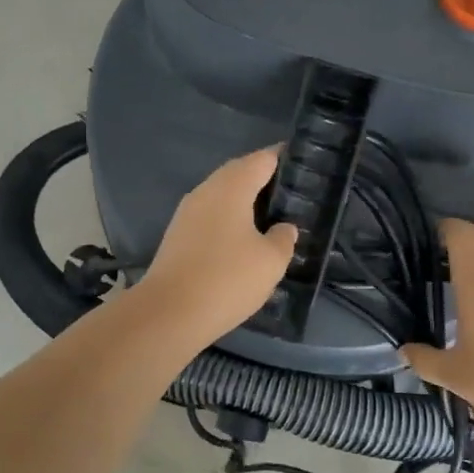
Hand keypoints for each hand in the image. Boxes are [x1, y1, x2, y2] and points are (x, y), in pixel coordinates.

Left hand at [132, 148, 298, 349]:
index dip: (285, 160)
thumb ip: (283, 238)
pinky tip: (242, 242)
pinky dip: (228, 222)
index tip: (304, 169)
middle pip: (239, 173)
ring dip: (244, 203)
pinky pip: (210, 217)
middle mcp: (206, 190)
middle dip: (264, 181)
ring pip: (222, 196)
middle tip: (291, 197)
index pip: (263, 159)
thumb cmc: (227, 278)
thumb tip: (283, 227)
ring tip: (270, 220)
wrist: (169, 313)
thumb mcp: (271, 261)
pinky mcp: (177, 236)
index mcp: (232, 186)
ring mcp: (187, 213)